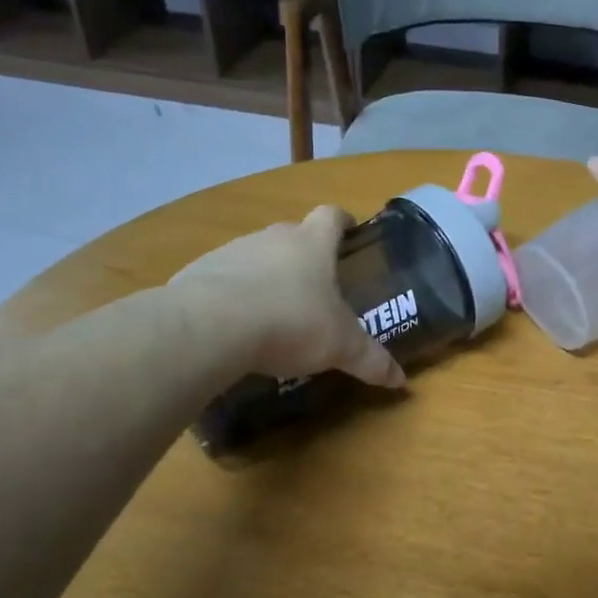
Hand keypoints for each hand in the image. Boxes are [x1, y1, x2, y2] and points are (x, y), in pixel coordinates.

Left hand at [170, 206, 405, 387]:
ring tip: (272, 312)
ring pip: (256, 256)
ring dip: (265, 276)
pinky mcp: (197, 272)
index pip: (331, 216)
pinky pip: (221, 279)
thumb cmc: (290, 322)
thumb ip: (371, 360)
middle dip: (304, 256)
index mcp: (312, 244)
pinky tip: (234, 326)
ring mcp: (231, 252)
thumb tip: (400, 381)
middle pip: (292, 235)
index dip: (342, 221)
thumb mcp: (340, 347)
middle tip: (314, 286)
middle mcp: (272, 238)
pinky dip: (231, 296)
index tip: (349, 229)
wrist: (210, 326)